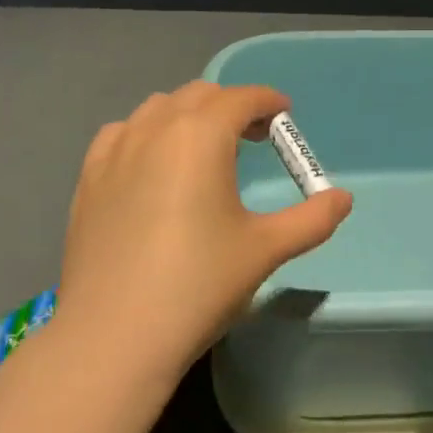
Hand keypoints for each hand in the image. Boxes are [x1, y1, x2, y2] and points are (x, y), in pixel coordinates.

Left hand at [56, 81, 352, 384]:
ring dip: (188, 115)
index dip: (268, 102)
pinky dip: (146, 133)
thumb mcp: (265, 250)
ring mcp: (116, 150)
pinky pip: (122, 132)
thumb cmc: (198, 285)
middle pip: (201, 95)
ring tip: (204, 150)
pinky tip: (152, 165)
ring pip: (159, 107)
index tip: (284, 116)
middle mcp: (156, 127)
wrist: (113, 337)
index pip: (242, 98)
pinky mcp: (89, 177)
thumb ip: (312, 219)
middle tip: (253, 138)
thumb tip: (343, 199)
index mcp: (201, 134)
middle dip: (231, 106)